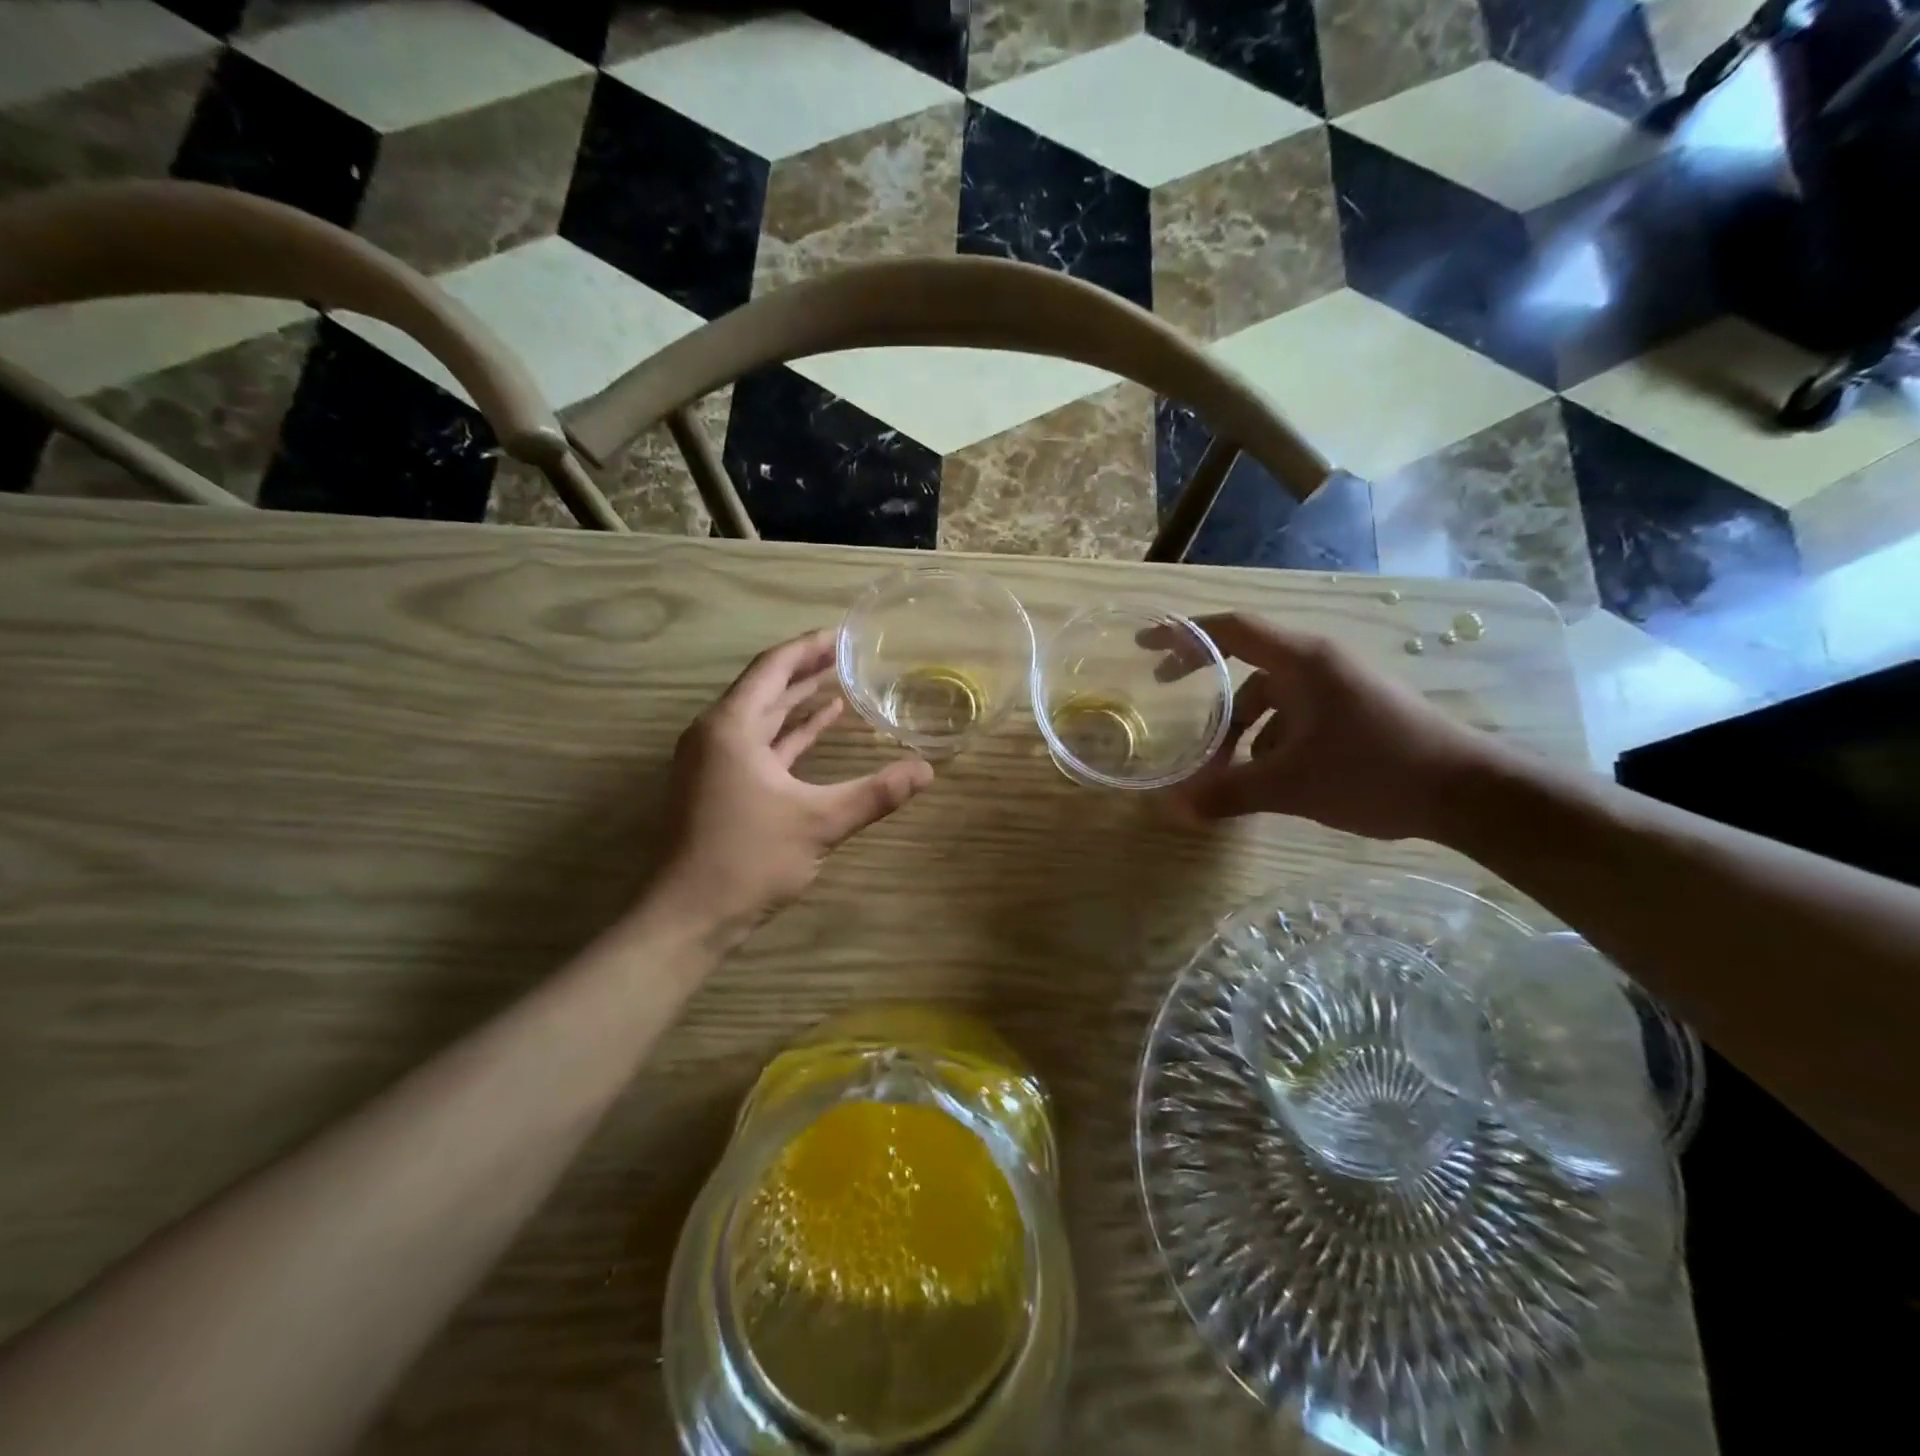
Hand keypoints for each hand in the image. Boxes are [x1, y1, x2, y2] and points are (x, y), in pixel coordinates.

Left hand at [652, 629, 933, 943]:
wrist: (688, 917)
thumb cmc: (748, 859)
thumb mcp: (819, 822)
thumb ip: (875, 793)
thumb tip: (927, 770)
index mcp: (731, 727)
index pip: (773, 668)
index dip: (809, 647)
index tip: (843, 634)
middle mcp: (717, 734)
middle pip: (767, 687)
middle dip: (808, 669)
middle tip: (850, 653)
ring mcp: (714, 760)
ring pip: (763, 717)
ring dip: (800, 700)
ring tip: (842, 683)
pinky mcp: (719, 785)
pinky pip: (760, 744)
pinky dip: (791, 734)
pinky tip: (821, 727)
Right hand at [1158, 614, 1501, 840]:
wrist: (1468, 792)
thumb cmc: (1374, 771)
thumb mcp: (1291, 785)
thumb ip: (1229, 792)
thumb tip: (1174, 809)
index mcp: (1302, 661)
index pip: (1232, 629)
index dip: (1185, 633)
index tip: (1146, 644)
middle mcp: (1319, 663)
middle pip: (1246, 661)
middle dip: (1204, 681)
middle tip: (1164, 690)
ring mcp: (1340, 685)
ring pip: (1271, 694)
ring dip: (1239, 724)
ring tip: (1221, 764)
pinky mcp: (1354, 710)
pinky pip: (1295, 712)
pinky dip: (1269, 736)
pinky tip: (1266, 773)